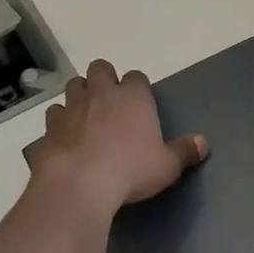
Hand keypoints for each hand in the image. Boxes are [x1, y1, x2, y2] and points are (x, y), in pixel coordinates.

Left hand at [29, 60, 208, 216]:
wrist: (81, 183)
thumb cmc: (132, 170)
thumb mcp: (167, 166)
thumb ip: (185, 152)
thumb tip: (203, 143)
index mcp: (133, 97)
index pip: (137, 77)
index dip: (138, 88)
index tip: (140, 104)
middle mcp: (101, 93)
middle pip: (100, 69)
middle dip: (104, 79)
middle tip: (111, 103)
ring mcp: (72, 107)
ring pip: (73, 86)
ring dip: (80, 95)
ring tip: (87, 116)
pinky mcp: (50, 127)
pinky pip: (55, 114)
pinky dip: (60, 121)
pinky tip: (66, 137)